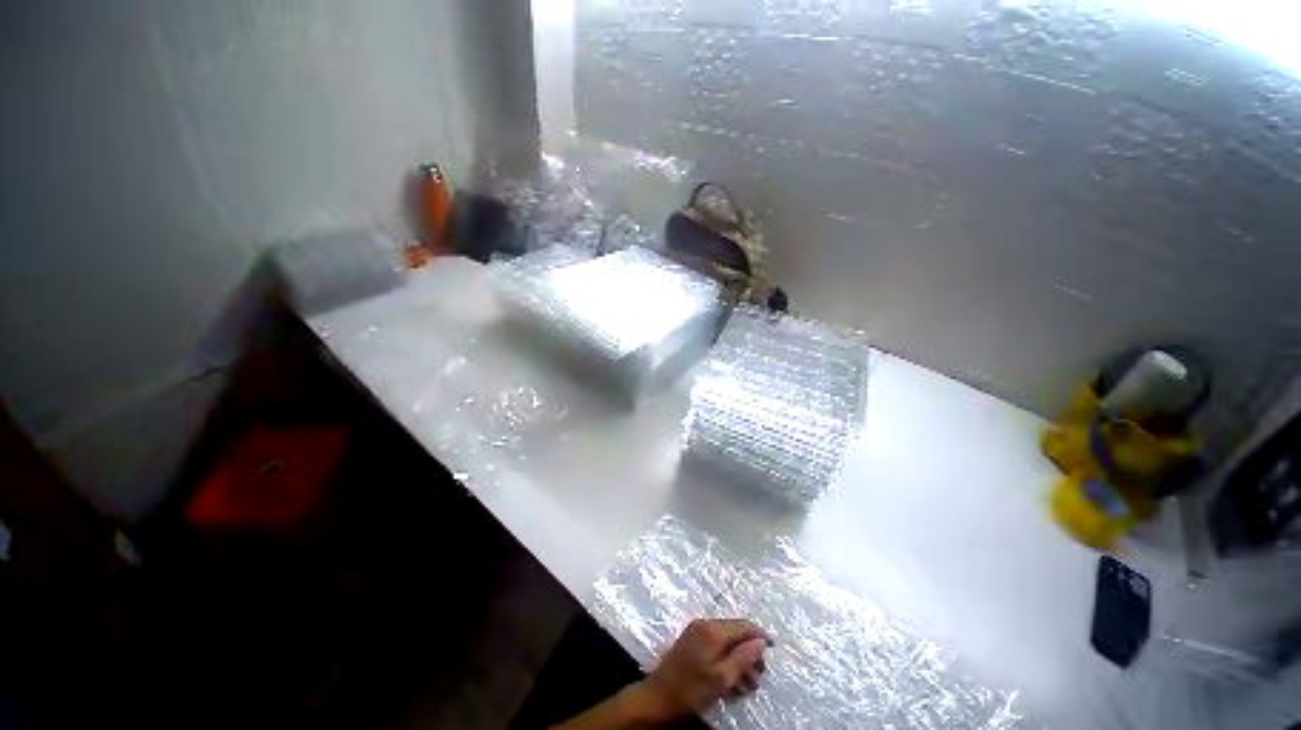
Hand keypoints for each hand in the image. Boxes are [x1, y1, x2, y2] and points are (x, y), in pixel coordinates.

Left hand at [632, 619, 770, 722]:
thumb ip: (743, 658)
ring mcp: (696, 631)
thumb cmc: (691, 690)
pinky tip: (732, 678)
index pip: (742, 625)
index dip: (759, 635)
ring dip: (739, 657)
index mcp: (712, 630)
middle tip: (760, 674)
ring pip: (726, 639)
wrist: (658, 697)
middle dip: (750, 650)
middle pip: (734, 631)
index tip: (773, 647)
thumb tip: (760, 642)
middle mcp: (704, 624)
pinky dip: (726, 657)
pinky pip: (715, 644)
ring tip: (749, 683)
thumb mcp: (721, 678)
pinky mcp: (691, 640)